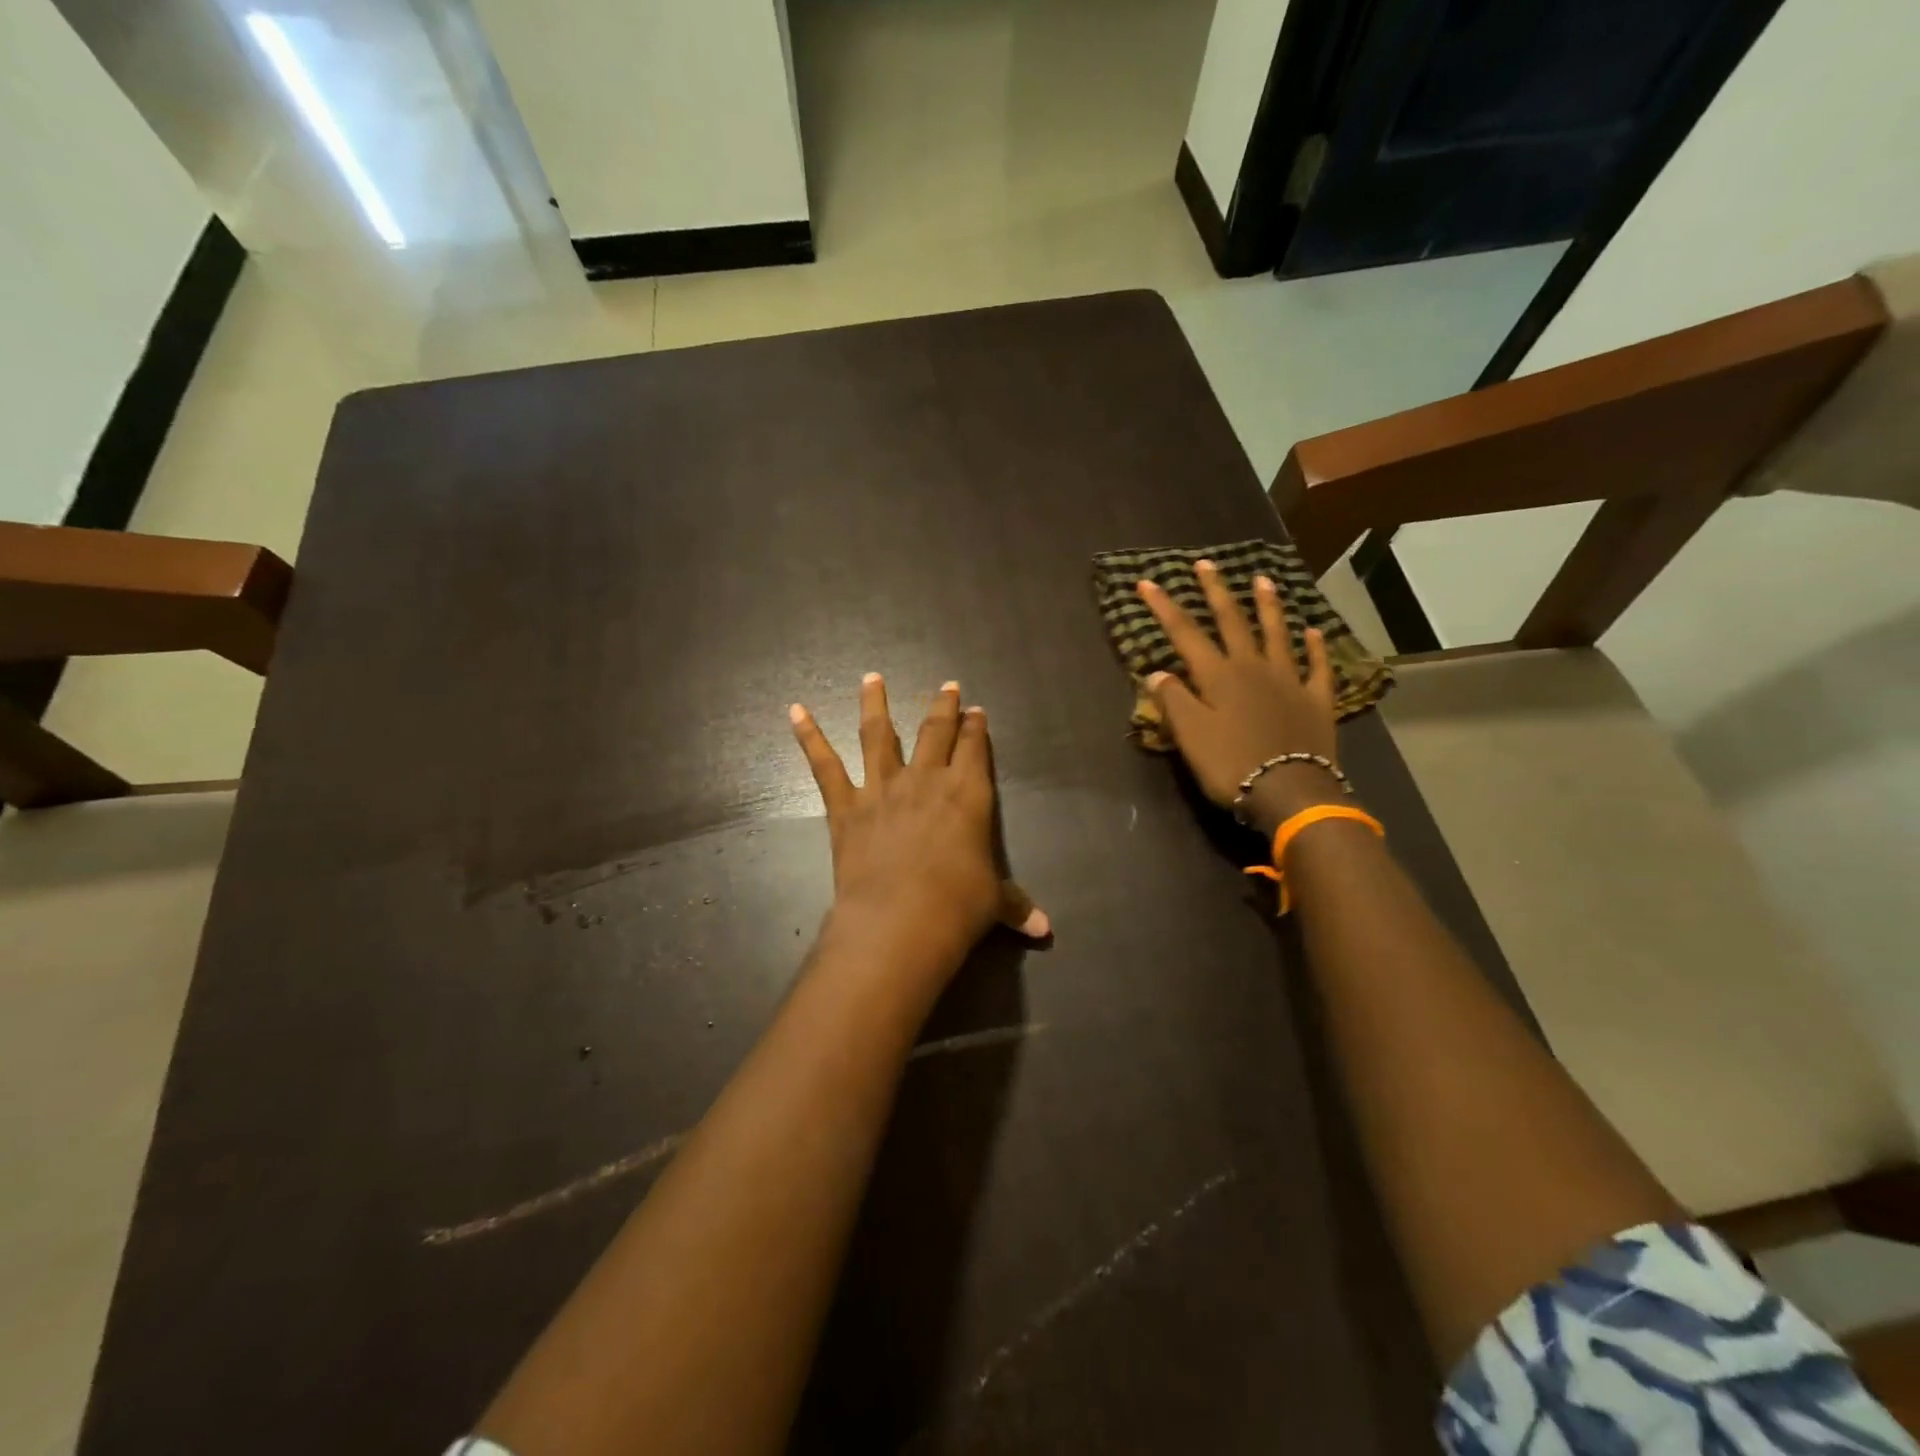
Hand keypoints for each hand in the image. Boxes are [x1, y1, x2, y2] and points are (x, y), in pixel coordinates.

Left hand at [790, 675, 1048, 983]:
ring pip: (879, 734)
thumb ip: (1016, 905)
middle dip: (942, 706)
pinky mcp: (846, 806)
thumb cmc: (957, 906)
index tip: (975, 710)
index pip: (974, 747)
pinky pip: (824, 765)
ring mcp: (883, 787)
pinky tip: (795, 711)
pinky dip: (809, 736)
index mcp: (968, 793)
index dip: (976, 726)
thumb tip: (1045, 929)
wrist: (900, 920)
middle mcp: (927, 779)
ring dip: (875, 703)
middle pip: (936, 730)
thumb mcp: (993, 902)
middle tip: (946, 686)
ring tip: (872, 677)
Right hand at [1136, 561, 1343, 835]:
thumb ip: (1173, 700)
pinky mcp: (1316, 700)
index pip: (1185, 633)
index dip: (1164, 607)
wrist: (1289, 791)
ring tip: (1263, 580)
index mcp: (1218, 675)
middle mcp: (1253, 668)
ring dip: (1268, 606)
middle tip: (1206, 564)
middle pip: (1232, 622)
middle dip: (1216, 592)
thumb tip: (1156, 673)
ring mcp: (1289, 681)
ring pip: (1277, 634)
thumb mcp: (1190, 735)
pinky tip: (1314, 632)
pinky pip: (1317, 667)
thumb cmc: (1230, 764)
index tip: (1147, 582)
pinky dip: (1316, 648)